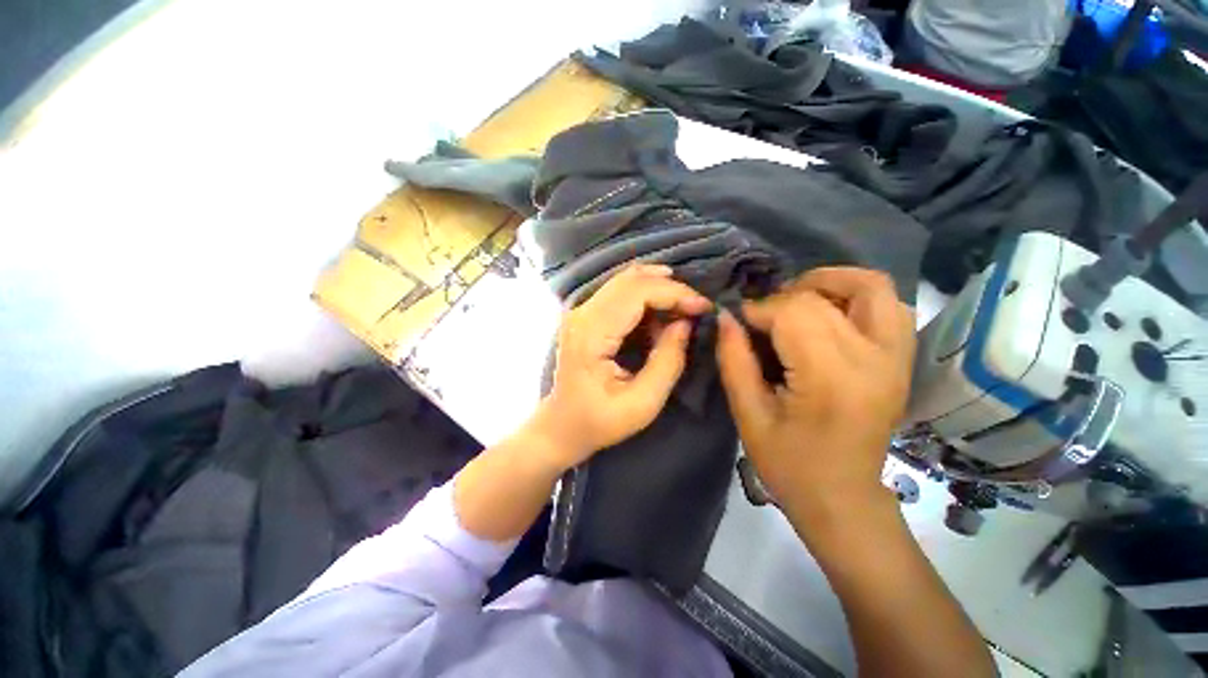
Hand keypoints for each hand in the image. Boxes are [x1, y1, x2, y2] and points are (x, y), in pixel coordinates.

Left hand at [527, 264, 711, 470]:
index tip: (704, 307)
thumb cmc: (599, 421)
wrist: (561, 426)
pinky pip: (620, 292)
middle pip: (631, 280)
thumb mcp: (642, 403)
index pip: (636, 292)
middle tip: (696, 307)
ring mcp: (580, 311)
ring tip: (683, 309)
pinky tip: (661, 314)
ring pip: (626, 281)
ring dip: (659, 289)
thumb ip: (668, 361)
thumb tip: (685, 324)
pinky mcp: (585, 315)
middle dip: (670, 288)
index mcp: (591, 334)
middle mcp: (582, 313)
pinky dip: (646, 296)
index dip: (674, 293)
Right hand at [715, 267, 914, 519]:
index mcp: (831, 378)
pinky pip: (890, 306)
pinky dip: (857, 297)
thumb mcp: (748, 414)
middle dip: (782, 297)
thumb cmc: (788, 463)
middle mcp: (873, 360)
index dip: (758, 309)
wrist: (842, 498)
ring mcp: (896, 358)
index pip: (793, 313)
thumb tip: (725, 317)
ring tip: (798, 301)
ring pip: (872, 287)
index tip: (738, 321)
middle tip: (761, 316)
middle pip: (823, 298)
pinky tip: (829, 314)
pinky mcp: (902, 361)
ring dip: (829, 283)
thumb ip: (734, 360)